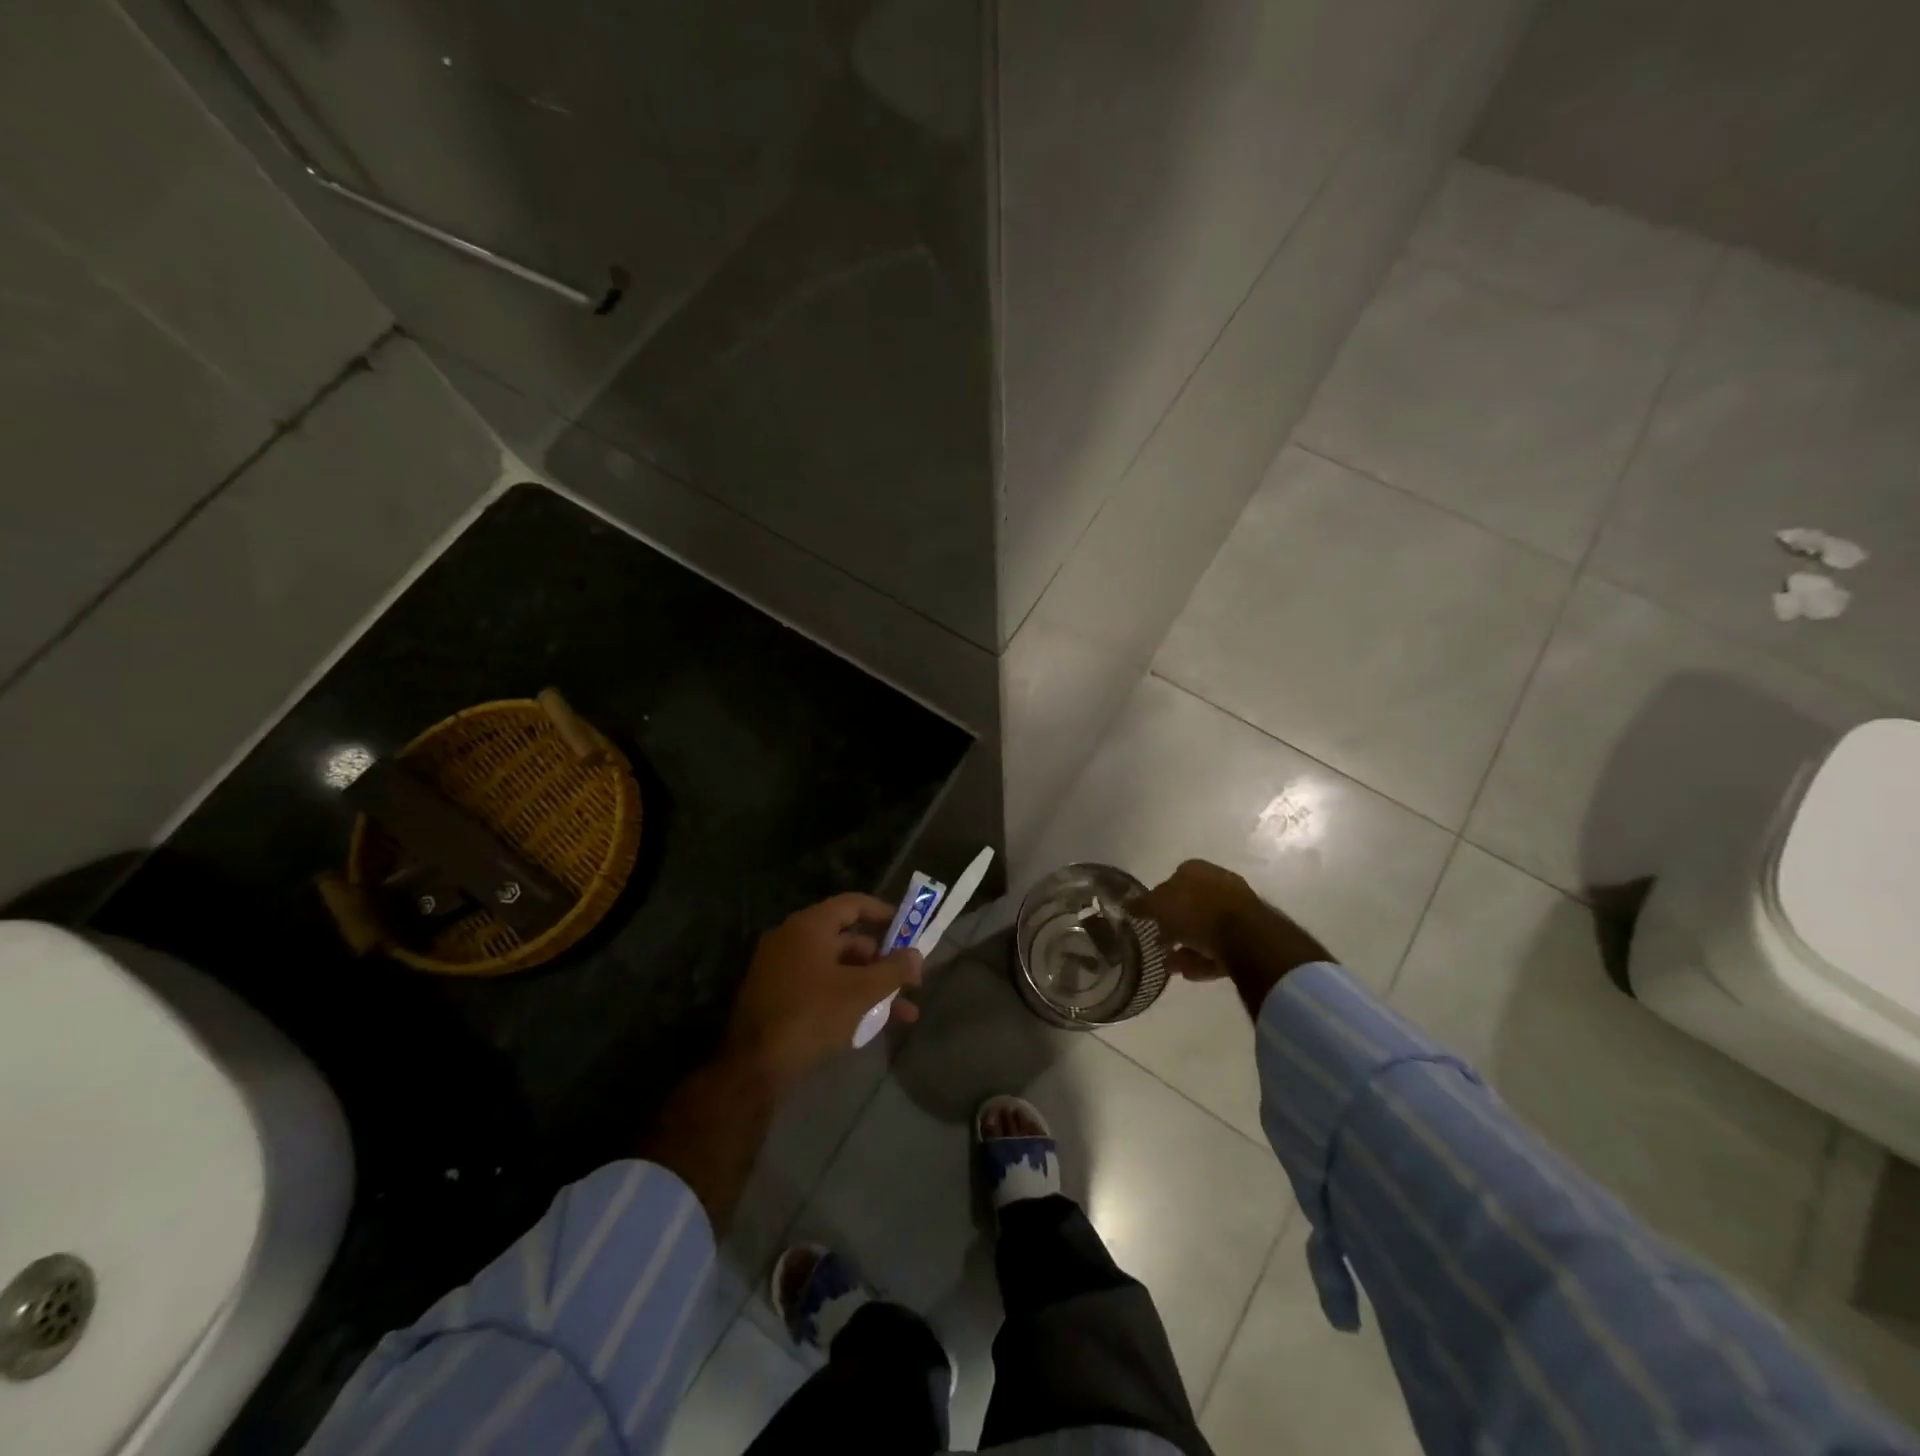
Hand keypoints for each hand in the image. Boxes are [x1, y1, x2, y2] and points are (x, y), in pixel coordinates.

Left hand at [724, 893, 922, 1087]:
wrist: (754, 1069)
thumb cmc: (812, 1016)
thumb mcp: (860, 993)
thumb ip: (893, 970)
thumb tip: (917, 955)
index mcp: (808, 927)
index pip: (852, 904)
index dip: (882, 912)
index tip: (908, 927)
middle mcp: (791, 940)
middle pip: (846, 939)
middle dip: (882, 961)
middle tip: (909, 980)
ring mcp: (781, 970)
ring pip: (836, 969)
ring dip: (870, 986)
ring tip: (903, 1013)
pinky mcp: (777, 998)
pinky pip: (820, 987)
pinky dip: (846, 998)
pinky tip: (874, 1025)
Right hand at [1139, 860, 1330, 1015]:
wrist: (1245, 936)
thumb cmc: (1195, 911)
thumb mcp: (1158, 905)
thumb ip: (1142, 904)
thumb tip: (1126, 905)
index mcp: (1196, 869)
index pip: (1173, 879)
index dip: (1159, 899)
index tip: (1150, 919)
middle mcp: (1218, 883)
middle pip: (1190, 905)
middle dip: (1174, 926)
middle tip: (1159, 943)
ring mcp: (1237, 909)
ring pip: (1205, 929)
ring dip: (1186, 947)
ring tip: (1170, 966)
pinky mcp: (1249, 936)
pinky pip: (1220, 948)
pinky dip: (1203, 959)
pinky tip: (1188, 974)